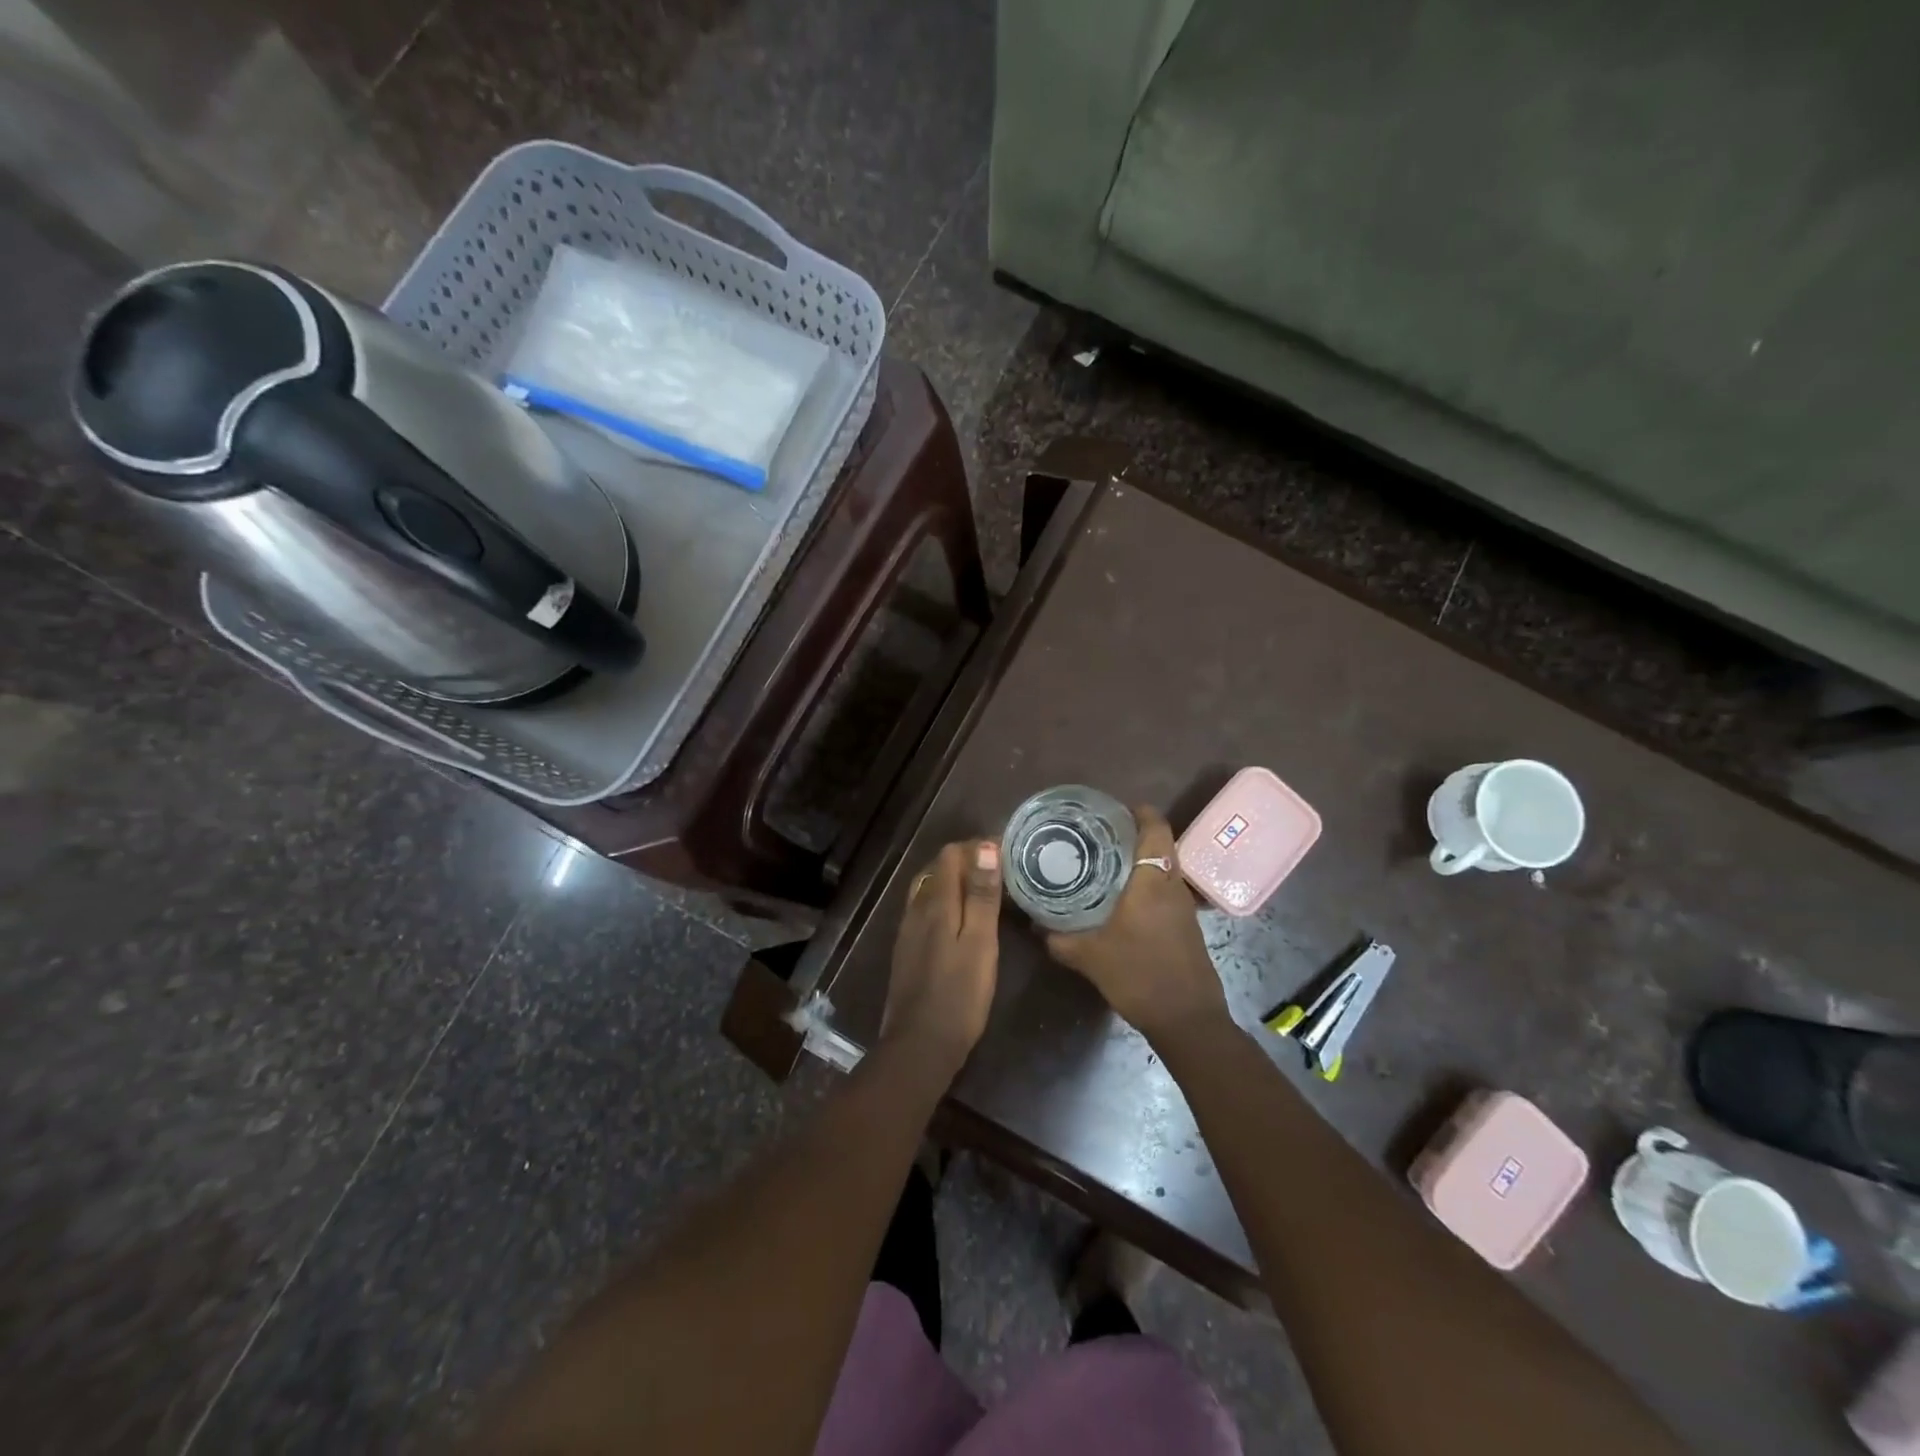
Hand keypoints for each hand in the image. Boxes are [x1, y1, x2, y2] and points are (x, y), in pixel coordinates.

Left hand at [882, 840, 1002, 1070]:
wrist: (920, 1045)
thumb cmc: (959, 994)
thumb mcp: (980, 943)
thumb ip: (982, 896)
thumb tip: (985, 847)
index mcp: (936, 903)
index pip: (950, 855)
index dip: (976, 848)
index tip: (1005, 853)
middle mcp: (916, 909)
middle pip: (937, 869)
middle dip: (965, 862)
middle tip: (999, 871)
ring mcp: (908, 931)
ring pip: (929, 889)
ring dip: (954, 882)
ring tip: (984, 890)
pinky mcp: (907, 950)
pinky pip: (925, 910)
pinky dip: (945, 902)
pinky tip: (960, 919)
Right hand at [1045, 806, 1229, 1042]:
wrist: (1188, 1020)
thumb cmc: (1140, 977)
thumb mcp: (1090, 957)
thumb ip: (1060, 940)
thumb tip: (1035, 926)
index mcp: (1152, 883)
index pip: (1155, 830)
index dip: (1140, 812)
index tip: (1116, 808)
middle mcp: (1172, 887)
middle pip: (1161, 845)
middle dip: (1135, 835)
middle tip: (1101, 834)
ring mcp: (1184, 907)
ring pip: (1165, 868)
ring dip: (1143, 860)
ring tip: (1106, 862)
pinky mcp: (1187, 926)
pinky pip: (1167, 890)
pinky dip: (1148, 884)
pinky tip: (1123, 899)